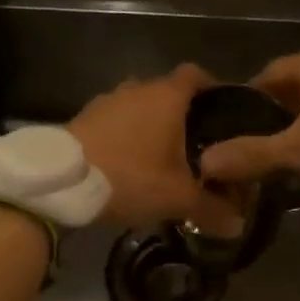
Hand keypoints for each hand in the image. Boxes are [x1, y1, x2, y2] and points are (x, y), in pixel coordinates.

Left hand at [68, 64, 241, 234]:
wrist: (61, 182)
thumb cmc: (130, 176)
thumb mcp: (177, 198)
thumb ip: (211, 208)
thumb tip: (239, 226)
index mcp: (166, 96)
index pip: (196, 74)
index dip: (211, 87)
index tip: (222, 108)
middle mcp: (138, 88)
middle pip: (167, 91)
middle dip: (181, 112)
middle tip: (195, 142)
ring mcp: (108, 100)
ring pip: (138, 105)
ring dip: (149, 123)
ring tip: (160, 154)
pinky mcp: (84, 116)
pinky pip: (115, 119)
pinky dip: (125, 133)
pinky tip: (127, 161)